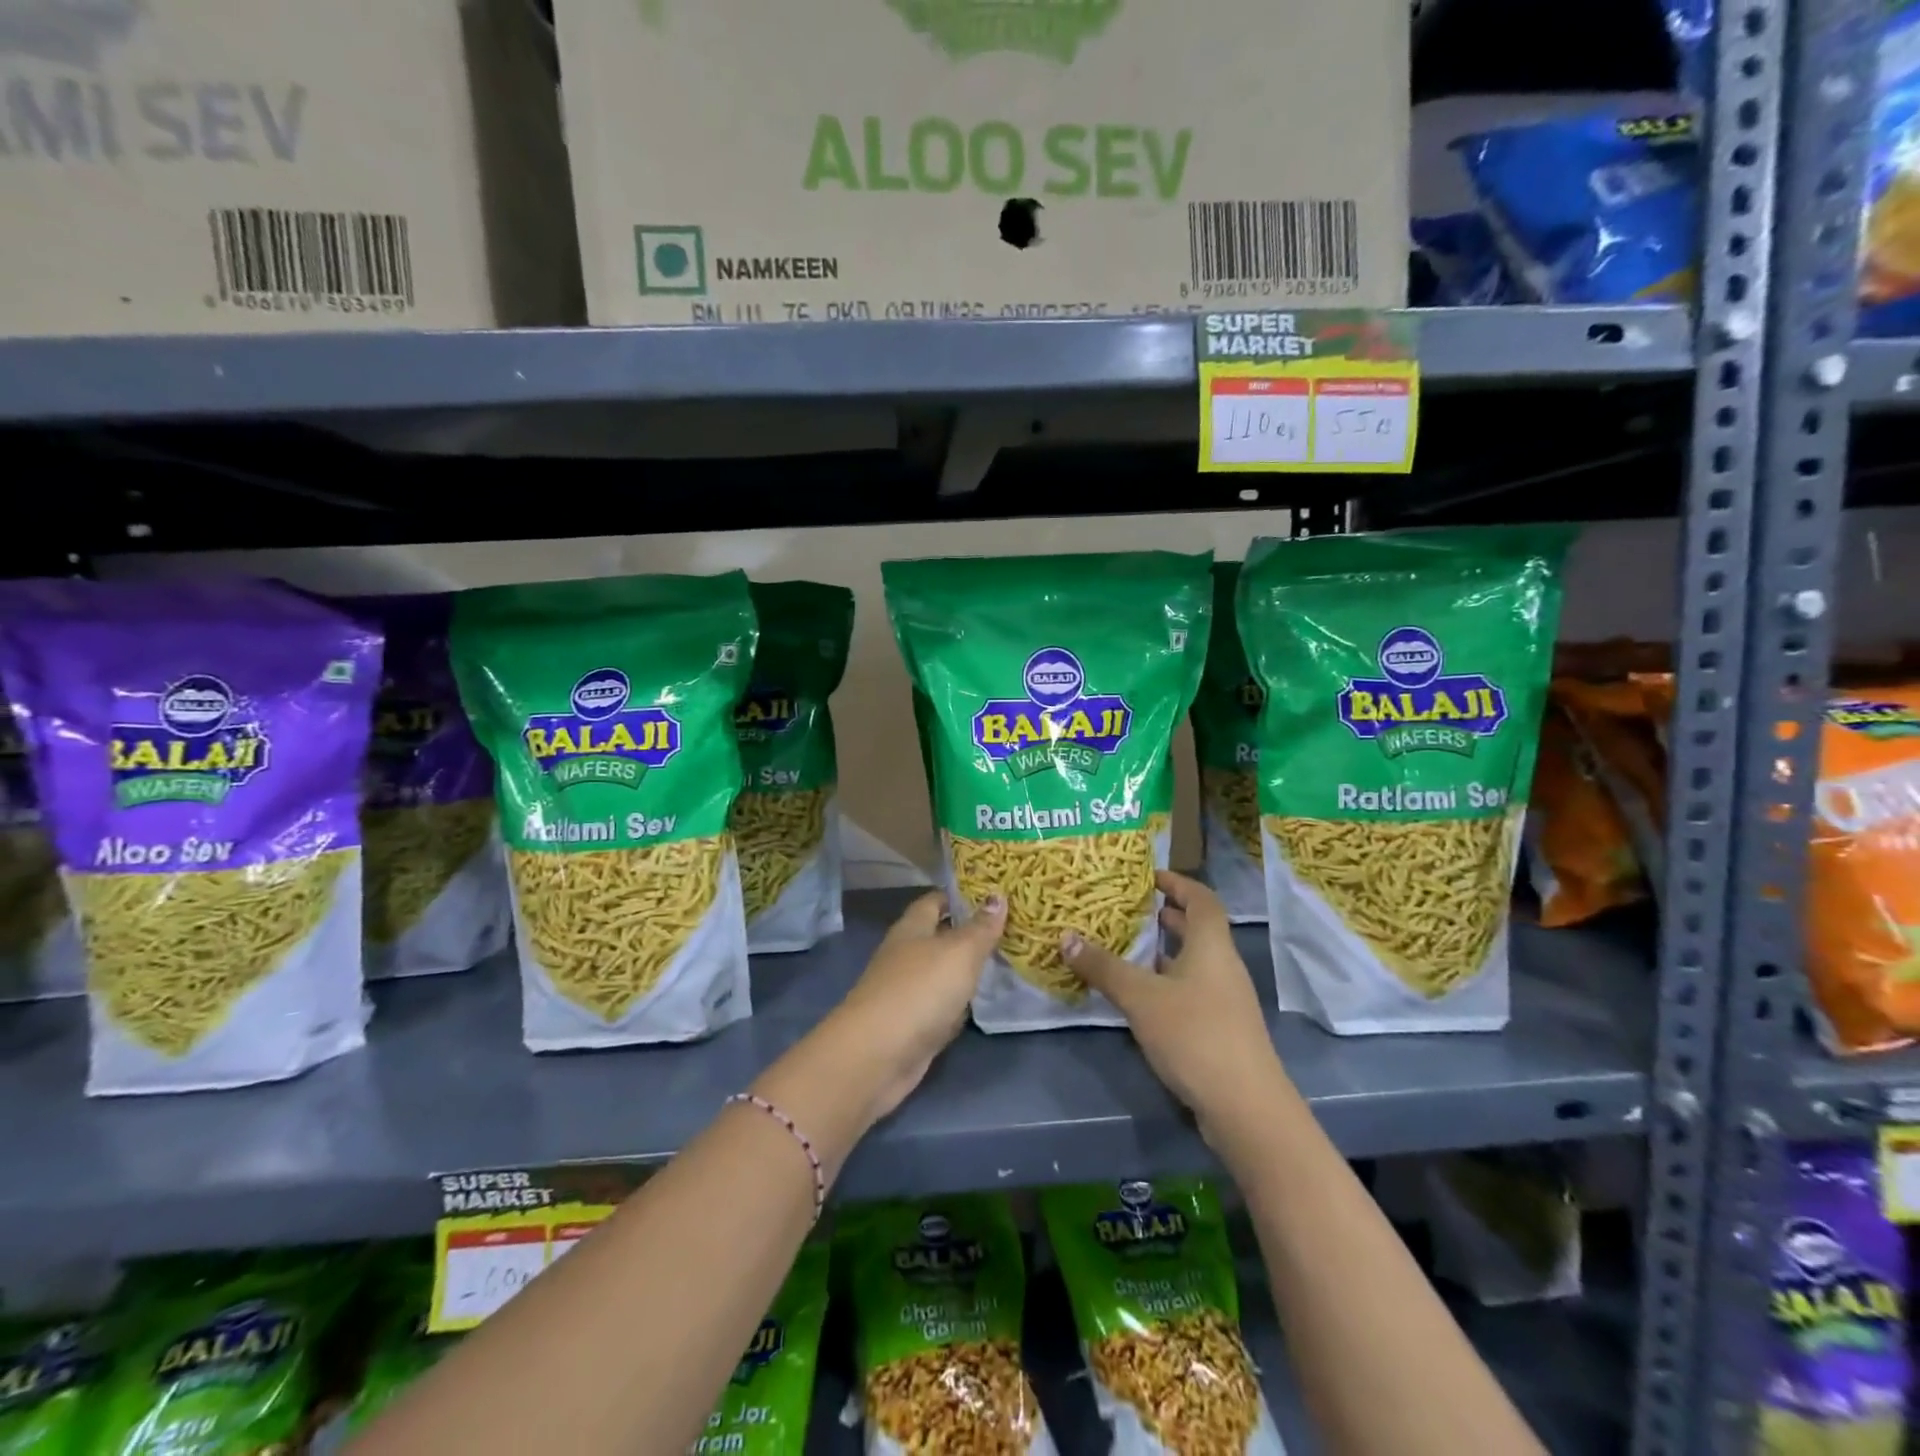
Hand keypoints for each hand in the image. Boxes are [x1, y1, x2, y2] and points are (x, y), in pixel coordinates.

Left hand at [825, 891, 1005, 1121]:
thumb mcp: (959, 952)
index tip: (991, 894)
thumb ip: (980, 927)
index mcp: (912, 928)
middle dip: (968, 933)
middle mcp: (905, 955)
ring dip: (965, 970)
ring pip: (941, 973)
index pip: (934, 901)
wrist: (878, 1054)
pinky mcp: (911, 1025)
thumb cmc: (920, 990)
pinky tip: (979, 1004)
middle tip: (1007, 928)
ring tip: (1002, 962)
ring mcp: (906, 991)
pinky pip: (941, 1006)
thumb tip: (998, 896)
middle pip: (938, 937)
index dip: (959, 896)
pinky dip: (958, 1004)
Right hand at [1061, 870, 1289, 1141]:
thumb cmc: (1195, 1035)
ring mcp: (1225, 1000)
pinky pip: (1190, 990)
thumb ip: (1103, 967)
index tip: (1148, 876)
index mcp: (1212, 946)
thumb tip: (1065, 937)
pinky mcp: (1220, 1029)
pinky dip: (1166, 982)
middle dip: (1165, 916)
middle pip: (1197, 929)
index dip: (1177, 882)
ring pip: (1192, 962)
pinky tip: (1139, 996)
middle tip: (1127, 909)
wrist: (1246, 1108)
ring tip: (1125, 947)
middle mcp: (1223, 966)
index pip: (1201, 899)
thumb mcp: (1141, 997)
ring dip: (1163, 951)